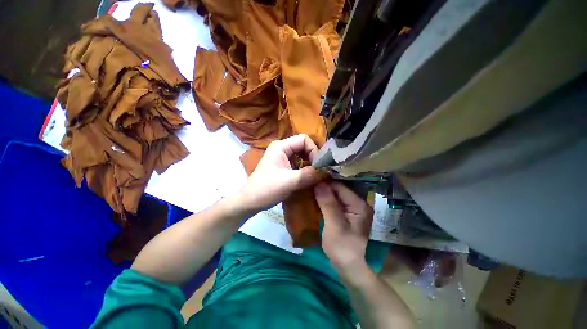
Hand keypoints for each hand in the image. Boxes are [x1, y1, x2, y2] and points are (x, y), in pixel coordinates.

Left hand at [240, 134, 324, 211]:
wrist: (251, 201)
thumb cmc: (267, 189)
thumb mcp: (290, 181)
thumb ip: (309, 175)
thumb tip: (327, 171)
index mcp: (281, 146)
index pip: (304, 139)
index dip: (314, 151)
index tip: (318, 166)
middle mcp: (282, 148)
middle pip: (304, 146)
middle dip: (313, 158)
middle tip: (319, 171)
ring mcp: (282, 157)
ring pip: (302, 155)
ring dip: (310, 164)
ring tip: (315, 174)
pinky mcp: (283, 165)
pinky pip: (298, 163)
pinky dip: (305, 168)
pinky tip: (308, 177)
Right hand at [315, 182, 373, 277]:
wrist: (348, 267)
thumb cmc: (342, 247)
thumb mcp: (334, 225)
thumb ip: (327, 204)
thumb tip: (319, 184)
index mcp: (359, 205)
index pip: (340, 187)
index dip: (325, 183)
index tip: (311, 182)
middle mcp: (358, 204)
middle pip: (339, 190)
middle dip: (324, 188)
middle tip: (309, 185)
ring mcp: (352, 209)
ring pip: (336, 196)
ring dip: (324, 194)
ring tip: (310, 190)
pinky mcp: (346, 214)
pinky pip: (335, 203)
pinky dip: (326, 201)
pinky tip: (316, 199)